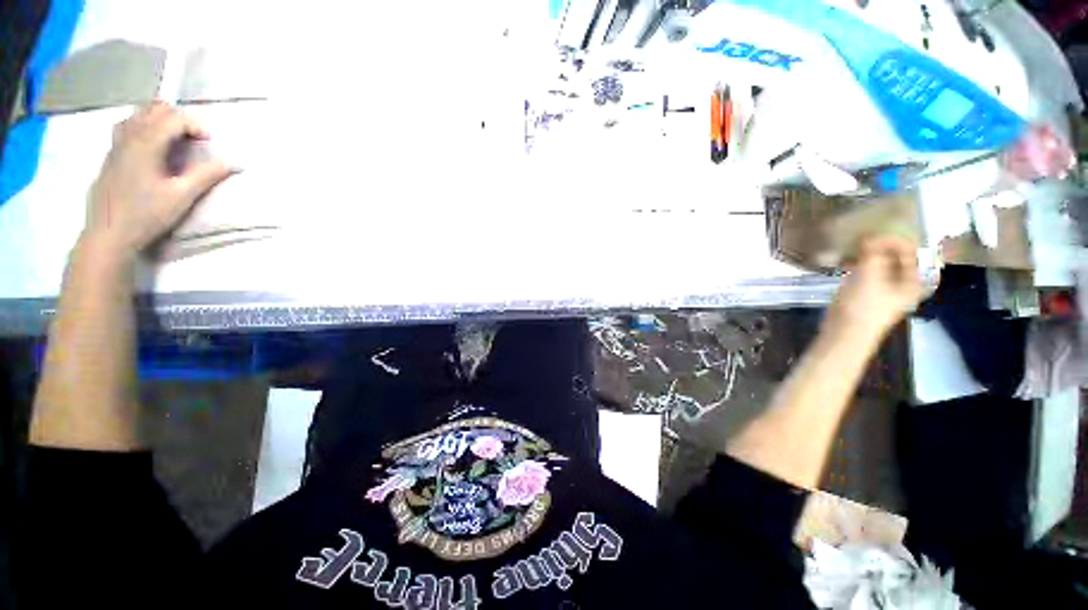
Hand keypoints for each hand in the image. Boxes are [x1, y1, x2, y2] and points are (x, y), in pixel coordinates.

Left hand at [84, 102, 231, 260]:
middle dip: (178, 119)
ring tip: (175, 138)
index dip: (196, 126)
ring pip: (138, 115)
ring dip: (159, 119)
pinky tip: (151, 144)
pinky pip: (126, 127)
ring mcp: (116, 145)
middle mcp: (129, 137)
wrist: (108, 234)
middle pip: (155, 110)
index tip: (210, 142)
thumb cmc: (146, 216)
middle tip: (195, 139)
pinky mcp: (110, 156)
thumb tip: (233, 163)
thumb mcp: (181, 197)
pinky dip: (143, 126)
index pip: (174, 118)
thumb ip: (206, 175)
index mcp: (146, 144)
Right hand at [826, 235, 925, 336]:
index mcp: (913, 279)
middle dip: (880, 244)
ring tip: (853, 246)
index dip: (893, 238)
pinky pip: (868, 271)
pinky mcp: (868, 292)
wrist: (844, 334)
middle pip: (896, 255)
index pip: (909, 249)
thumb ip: (872, 253)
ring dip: (868, 253)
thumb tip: (871, 234)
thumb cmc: (862, 307)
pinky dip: (859, 263)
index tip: (871, 230)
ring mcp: (885, 288)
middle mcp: (904, 282)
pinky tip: (847, 260)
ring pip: (880, 263)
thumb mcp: (869, 276)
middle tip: (862, 236)